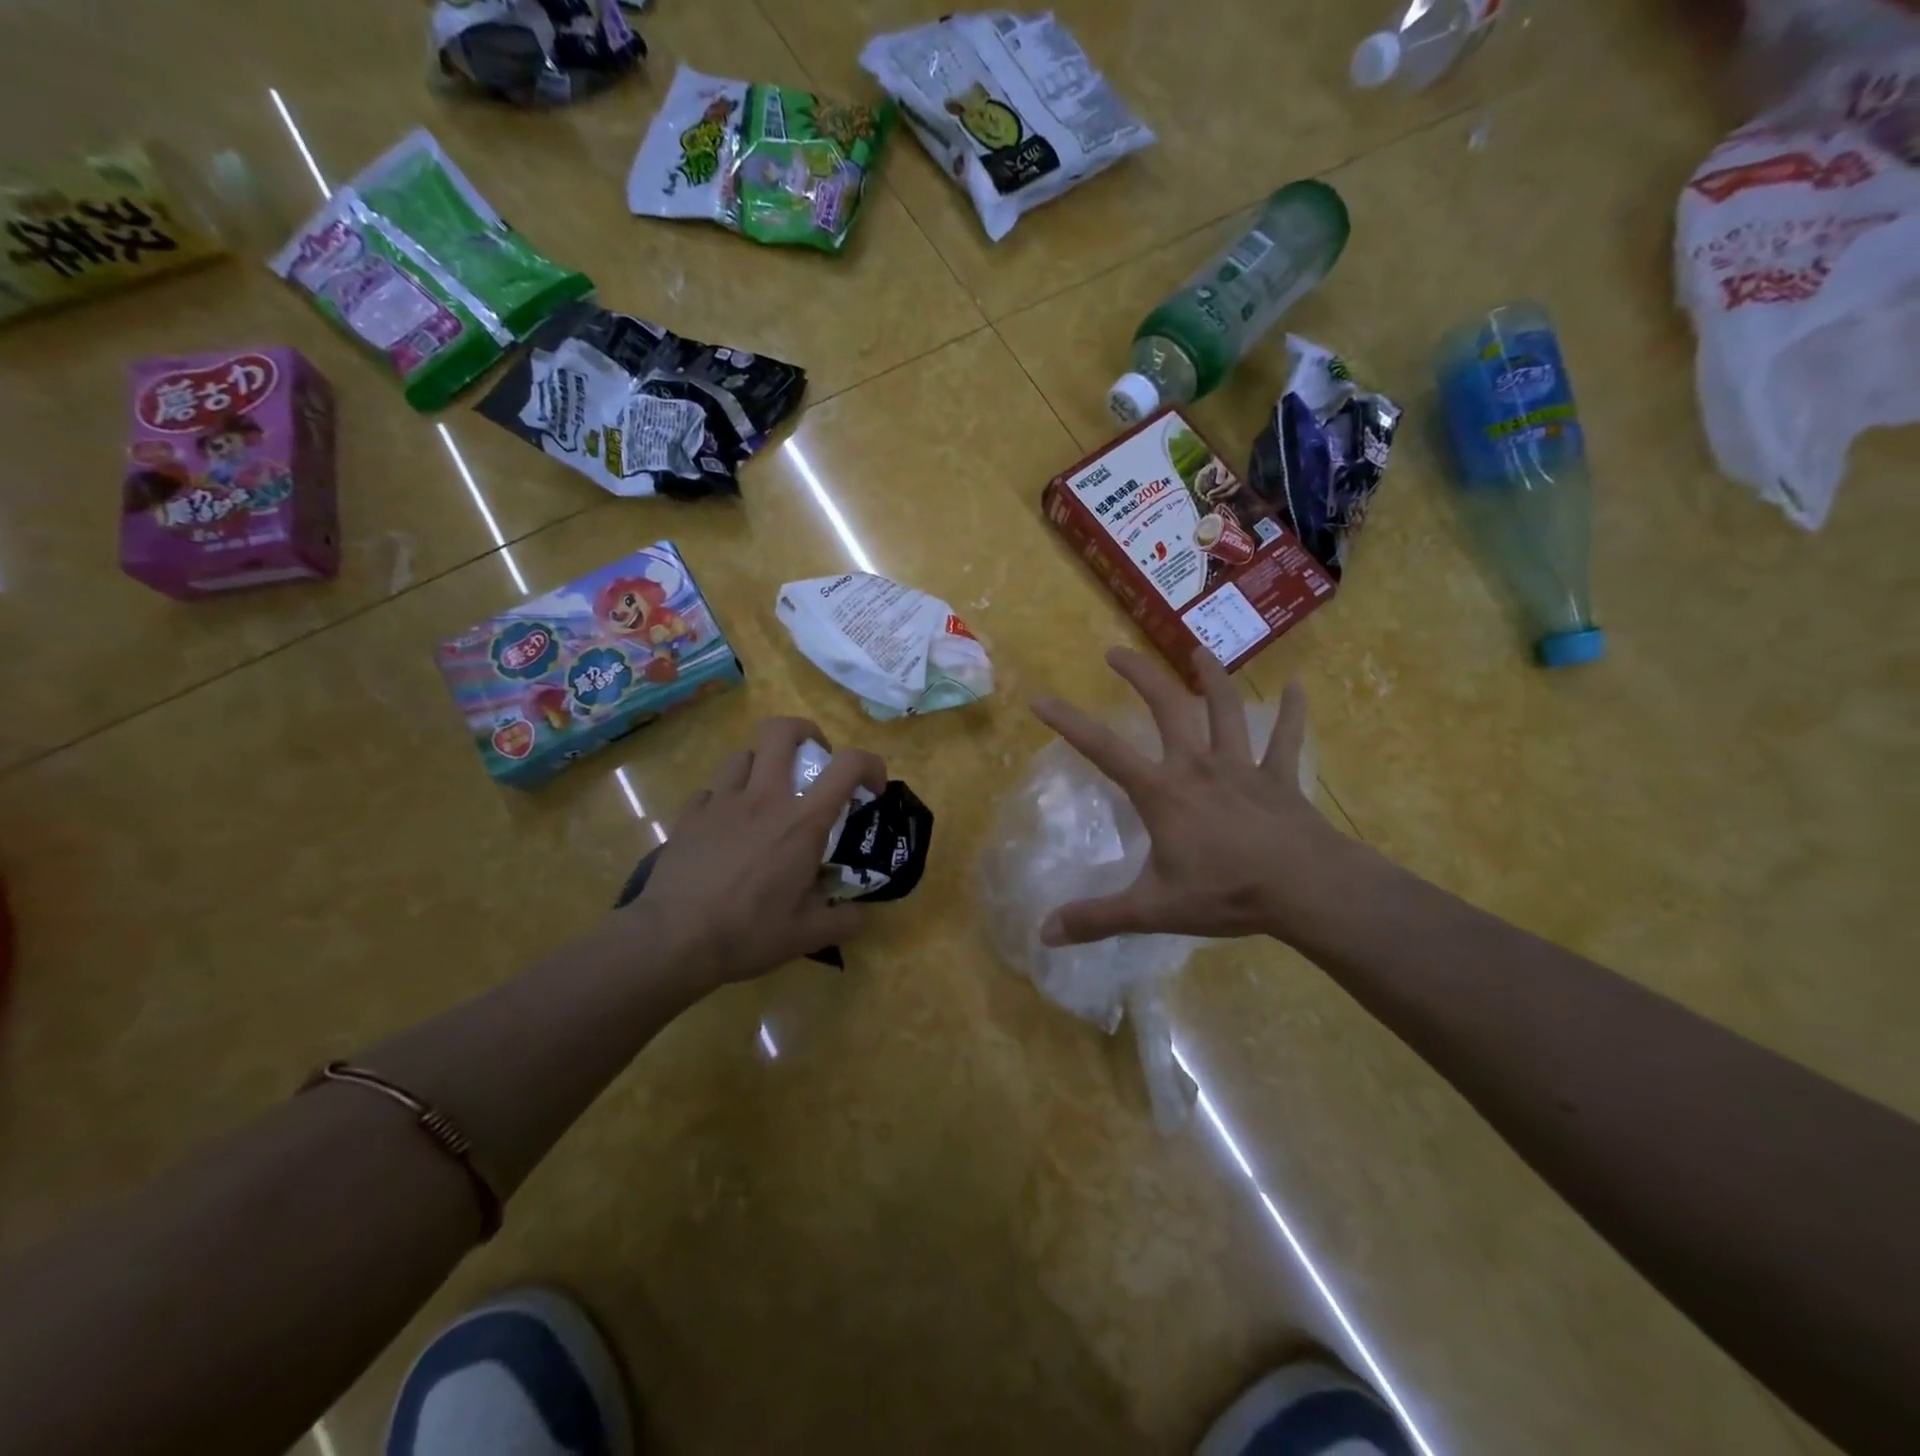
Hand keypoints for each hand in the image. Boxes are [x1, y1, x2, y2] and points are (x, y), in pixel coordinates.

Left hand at [624, 718, 886, 985]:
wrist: (673, 940)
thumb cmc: (748, 933)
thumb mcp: (807, 935)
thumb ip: (843, 921)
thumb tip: (861, 915)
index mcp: (803, 822)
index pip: (848, 765)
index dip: (870, 764)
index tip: (871, 789)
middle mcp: (765, 798)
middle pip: (782, 730)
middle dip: (805, 733)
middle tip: (812, 761)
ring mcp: (722, 802)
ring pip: (744, 754)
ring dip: (762, 765)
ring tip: (766, 795)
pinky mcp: (690, 815)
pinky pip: (712, 790)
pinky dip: (725, 799)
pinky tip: (726, 827)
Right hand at [1030, 649, 1344, 946]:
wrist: (1305, 889)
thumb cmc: (1225, 893)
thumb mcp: (1152, 909)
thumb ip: (1097, 918)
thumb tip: (1044, 933)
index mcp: (1162, 792)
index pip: (1103, 750)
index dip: (1069, 723)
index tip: (1040, 698)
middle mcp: (1198, 766)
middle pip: (1167, 707)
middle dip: (1140, 675)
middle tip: (1116, 651)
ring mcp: (1242, 767)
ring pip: (1225, 710)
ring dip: (1210, 677)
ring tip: (1196, 650)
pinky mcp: (1279, 778)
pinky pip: (1287, 738)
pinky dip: (1293, 712)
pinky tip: (1299, 685)